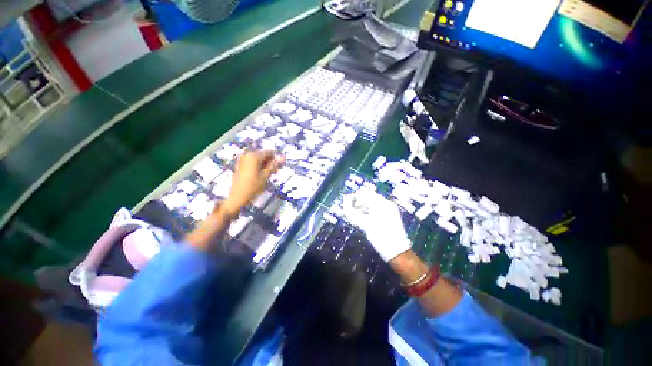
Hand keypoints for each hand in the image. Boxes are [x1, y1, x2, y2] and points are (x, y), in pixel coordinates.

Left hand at [224, 150, 284, 214]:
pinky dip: (259, 166)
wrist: (237, 197)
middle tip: (277, 170)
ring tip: (271, 173)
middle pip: (263, 155)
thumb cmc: (253, 188)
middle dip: (271, 162)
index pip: (269, 152)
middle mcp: (247, 155)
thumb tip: (283, 158)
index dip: (276, 158)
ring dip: (265, 165)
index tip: (282, 164)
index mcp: (253, 157)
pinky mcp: (240, 165)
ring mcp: (242, 160)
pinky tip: (263, 174)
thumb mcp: (265, 176)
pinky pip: (252, 162)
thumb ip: (274, 166)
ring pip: (258, 159)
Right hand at [342, 188, 411, 261]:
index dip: (356, 195)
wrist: (397, 252)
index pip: (367, 193)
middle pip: (369, 198)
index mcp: (383, 204)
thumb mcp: (365, 224)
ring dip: (362, 207)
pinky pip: (376, 210)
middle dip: (358, 201)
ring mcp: (389, 211)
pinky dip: (368, 212)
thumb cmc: (381, 236)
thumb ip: (353, 213)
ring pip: (372, 205)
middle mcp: (387, 205)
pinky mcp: (389, 218)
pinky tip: (361, 217)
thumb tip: (344, 203)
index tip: (346, 200)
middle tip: (348, 207)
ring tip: (352, 212)